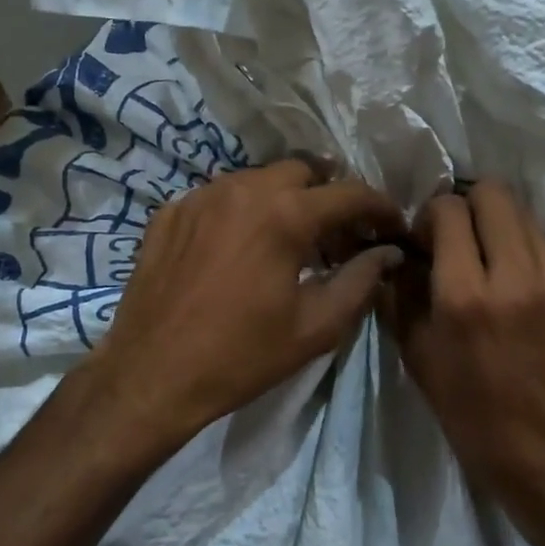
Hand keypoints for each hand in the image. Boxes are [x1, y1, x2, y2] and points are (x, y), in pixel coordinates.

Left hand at [92, 160, 405, 452]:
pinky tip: (241, 248)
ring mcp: (200, 196)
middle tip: (340, 234)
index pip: (350, 193)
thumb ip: (361, 282)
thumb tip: (387, 253)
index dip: (380, 207)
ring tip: (291, 239)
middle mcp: (243, 189)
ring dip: (286, 199)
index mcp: (284, 215)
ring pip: (259, 179)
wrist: (151, 374)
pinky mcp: (170, 212)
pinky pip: (220, 196)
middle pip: (304, 170)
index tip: (392, 227)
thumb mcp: (315, 327)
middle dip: (330, 194)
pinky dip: (243, 212)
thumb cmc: (241, 356)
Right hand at [383, 181, 544, 545]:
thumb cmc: (479, 427)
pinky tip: (508, 283)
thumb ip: (401, 302)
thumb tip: (395, 260)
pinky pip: (542, 246)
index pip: (448, 210)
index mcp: (465, 297)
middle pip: (492, 194)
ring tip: (480, 258)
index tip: (419, 244)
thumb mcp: (422, 367)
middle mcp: (514, 276)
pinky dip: (519, 247)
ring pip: (522, 213)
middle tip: (450, 239)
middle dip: (463, 204)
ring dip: (494, 222)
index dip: (426, 216)